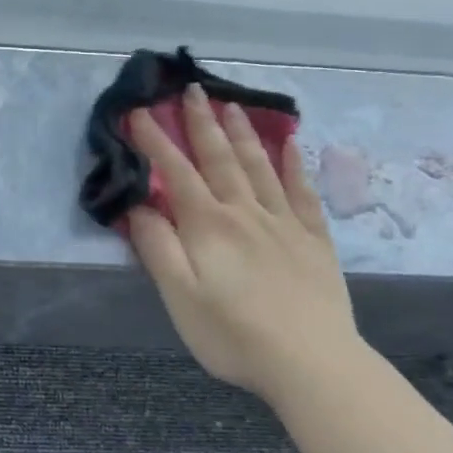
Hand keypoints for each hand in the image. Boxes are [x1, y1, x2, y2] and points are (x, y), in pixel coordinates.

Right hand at [126, 84, 360, 397]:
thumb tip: (138, 207)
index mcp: (208, 226)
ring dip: (243, 133)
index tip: (139, 113)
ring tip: (231, 105)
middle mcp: (245, 212)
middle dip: (202, 122)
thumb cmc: (233, 334)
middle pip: (220, 158)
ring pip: (260, 166)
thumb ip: (158, 248)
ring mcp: (284, 223)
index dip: (155, 141)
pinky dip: (294, 165)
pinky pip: (303, 192)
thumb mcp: (179, 297)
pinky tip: (291, 145)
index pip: (176, 173)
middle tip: (192, 90)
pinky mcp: (313, 239)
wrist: (311, 363)